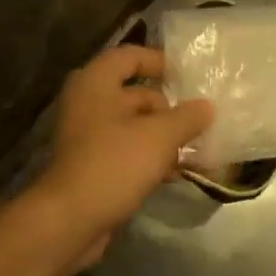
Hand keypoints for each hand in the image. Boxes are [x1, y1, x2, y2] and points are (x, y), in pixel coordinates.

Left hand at [30, 45, 212, 266]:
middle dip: (169, 109)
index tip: (187, 77)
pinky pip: (126, 151)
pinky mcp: (91, 165)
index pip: (130, 56)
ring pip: (133, 126)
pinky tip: (176, 173)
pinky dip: (149, 157)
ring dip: (163, 137)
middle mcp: (88, 102)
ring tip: (197, 150)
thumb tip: (206, 106)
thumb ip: (186, 117)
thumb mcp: (159, 136)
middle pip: (135, 94)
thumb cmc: (113, 163)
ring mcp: (87, 136)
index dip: (159, 61)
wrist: (69, 220)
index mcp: (96, 82)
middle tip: (201, 121)